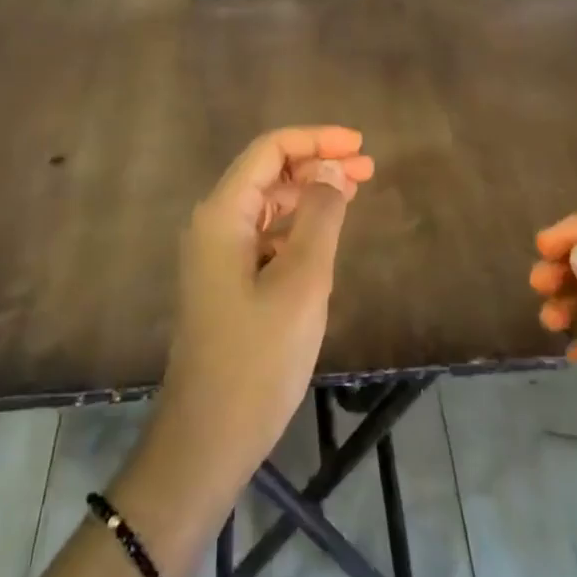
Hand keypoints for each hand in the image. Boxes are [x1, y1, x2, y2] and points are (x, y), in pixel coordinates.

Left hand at [150, 126, 374, 488]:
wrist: (208, 438)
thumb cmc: (258, 358)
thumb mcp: (301, 282)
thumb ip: (320, 217)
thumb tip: (332, 169)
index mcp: (223, 214)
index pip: (269, 150)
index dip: (316, 139)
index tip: (360, 144)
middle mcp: (214, 223)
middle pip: (268, 172)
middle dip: (317, 162)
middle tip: (368, 167)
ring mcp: (217, 253)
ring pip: (268, 202)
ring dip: (310, 192)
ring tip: (355, 191)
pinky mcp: (226, 280)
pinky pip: (265, 233)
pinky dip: (297, 224)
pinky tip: (326, 234)